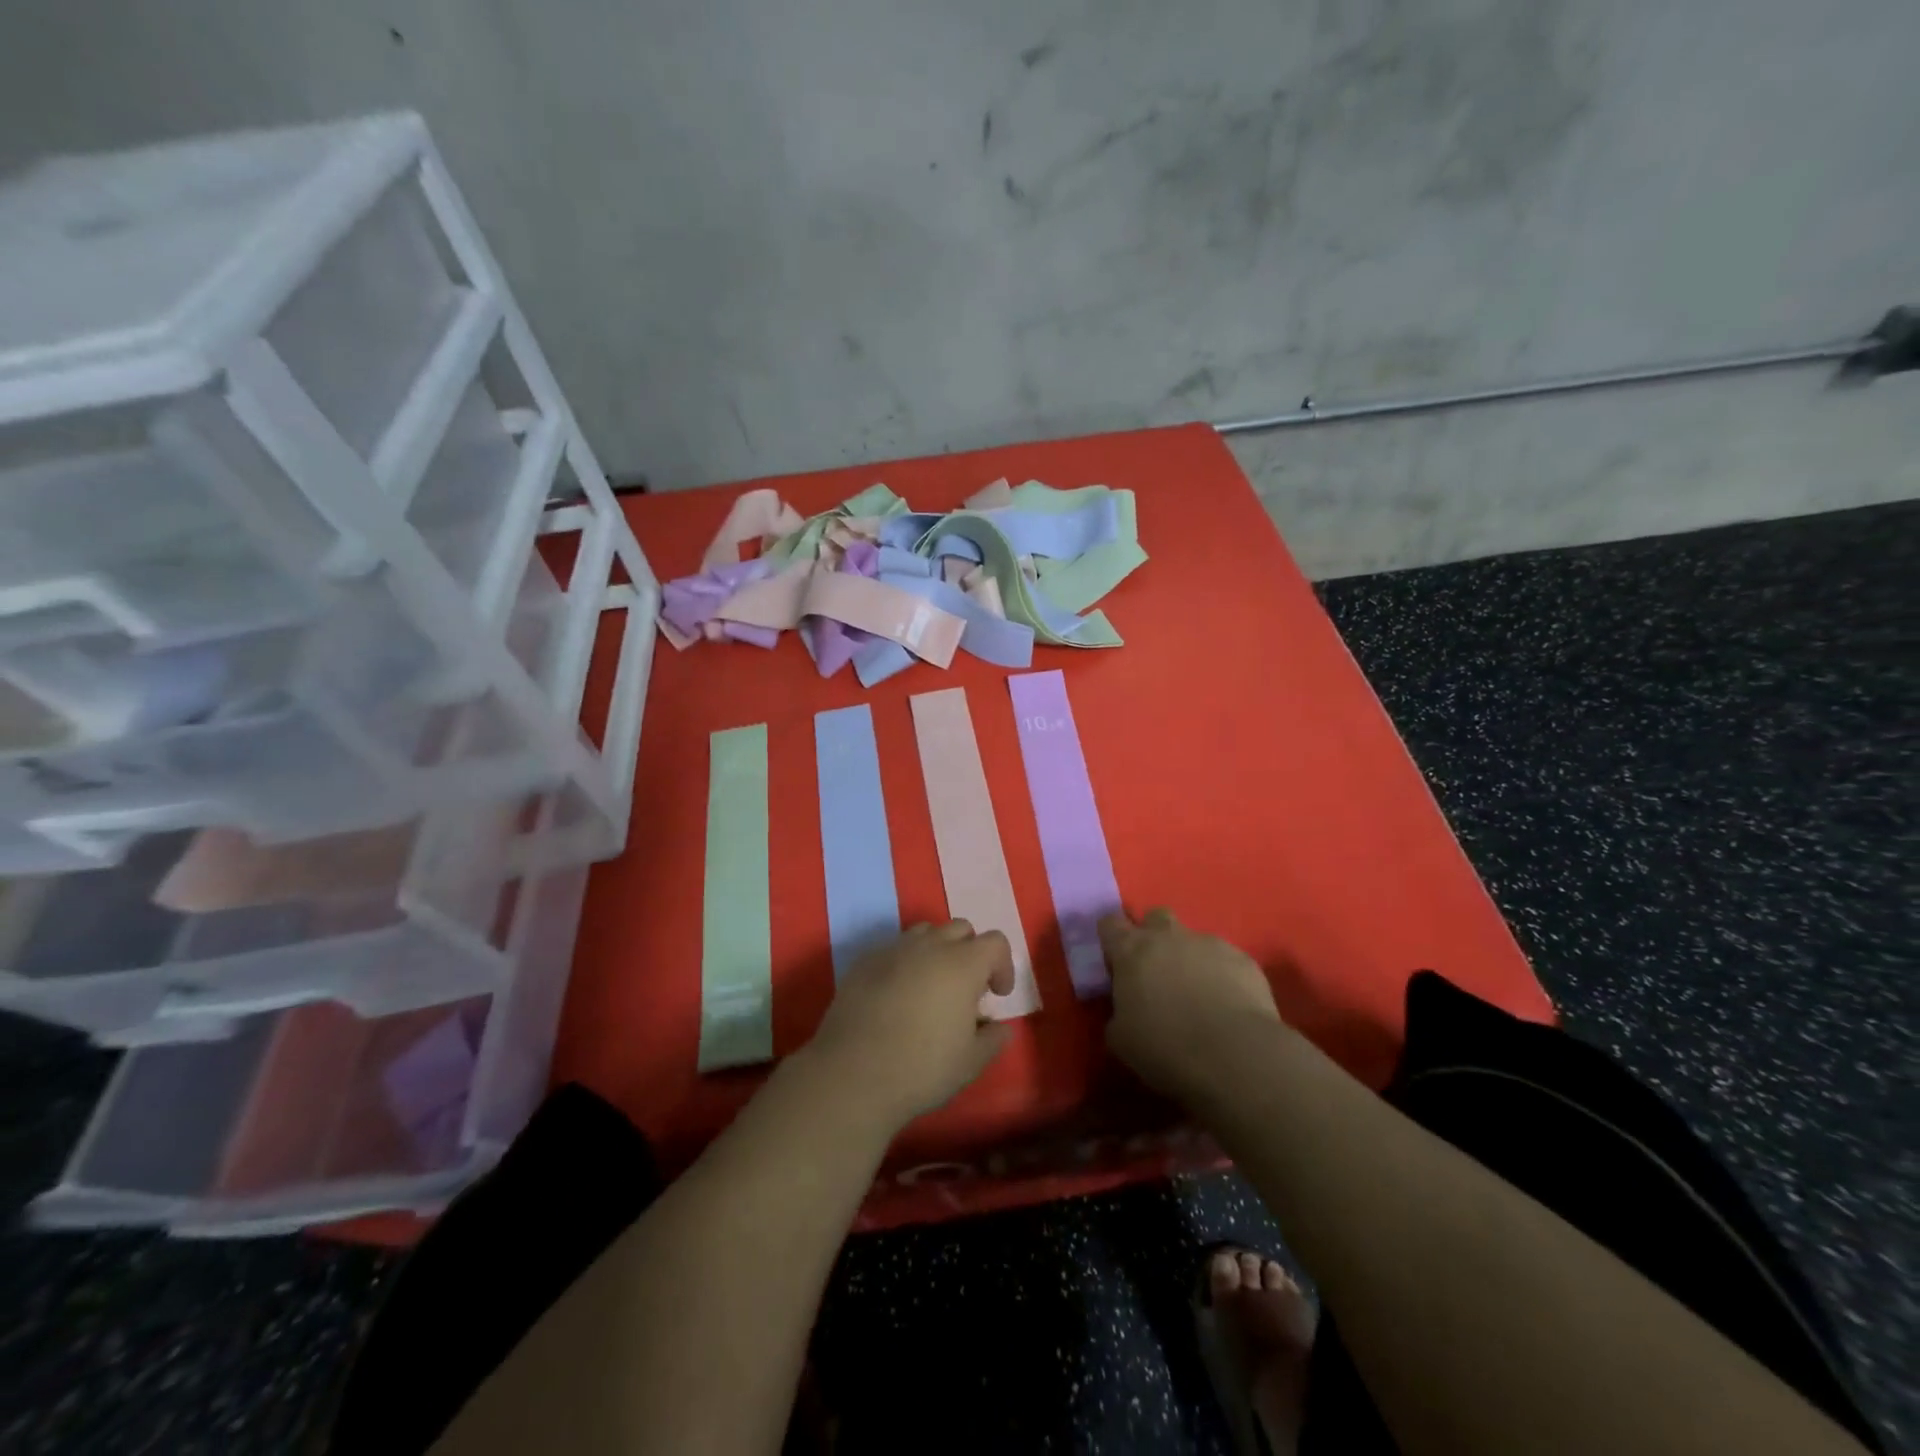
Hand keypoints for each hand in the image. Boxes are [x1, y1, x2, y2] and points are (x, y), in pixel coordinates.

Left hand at [803, 921, 1016, 1128]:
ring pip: (925, 933)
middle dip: (970, 952)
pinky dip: (904, 963)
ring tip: (931, 987)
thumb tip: (1001, 1027)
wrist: (852, 1073)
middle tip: (966, 988)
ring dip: (937, 951)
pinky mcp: (864, 961)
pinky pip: (893, 949)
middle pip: (960, 928)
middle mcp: (930, 946)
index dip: (1003, 965)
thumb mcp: (971, 1062)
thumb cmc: (922, 1068)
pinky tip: (896, 996)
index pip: (995, 942)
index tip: (997, 995)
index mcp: (963, 964)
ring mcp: (893, 950)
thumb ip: (993, 1038)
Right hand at [1100, 907, 1286, 1103]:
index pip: (1110, 923)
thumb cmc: (1165, 1047)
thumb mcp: (1121, 1038)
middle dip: (1154, 936)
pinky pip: (1226, 960)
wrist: (1234, 1057)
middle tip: (1157, 970)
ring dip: (1190, 959)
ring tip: (1198, 994)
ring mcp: (1209, 944)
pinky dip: (1222, 975)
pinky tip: (1228, 1004)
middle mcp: (1168, 936)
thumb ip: (1118, 1012)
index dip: (1112, 938)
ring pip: (1194, 940)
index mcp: (1131, 951)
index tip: (1115, 960)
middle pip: (1156, 917)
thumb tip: (1126, 1009)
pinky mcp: (1243, 959)